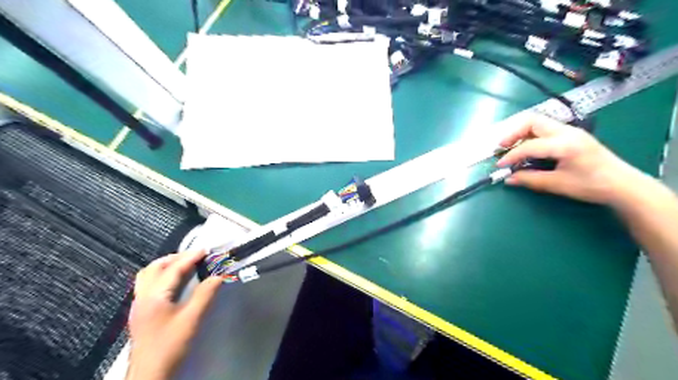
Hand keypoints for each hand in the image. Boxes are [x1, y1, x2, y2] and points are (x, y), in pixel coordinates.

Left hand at [124, 252, 223, 378]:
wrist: (149, 375)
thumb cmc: (170, 345)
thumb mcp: (192, 319)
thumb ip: (205, 294)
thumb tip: (218, 276)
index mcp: (153, 296)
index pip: (173, 269)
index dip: (190, 257)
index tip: (206, 249)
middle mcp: (142, 296)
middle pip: (154, 268)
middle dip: (175, 258)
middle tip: (195, 256)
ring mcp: (139, 305)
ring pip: (148, 276)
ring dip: (166, 266)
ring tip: (184, 266)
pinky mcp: (141, 313)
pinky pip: (149, 285)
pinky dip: (162, 277)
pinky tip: (174, 284)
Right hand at [497, 115, 642, 206]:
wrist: (623, 184)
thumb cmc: (592, 185)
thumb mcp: (558, 184)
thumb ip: (530, 179)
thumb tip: (508, 179)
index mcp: (565, 144)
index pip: (529, 146)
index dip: (511, 156)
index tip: (499, 166)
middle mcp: (567, 132)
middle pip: (532, 121)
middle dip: (513, 133)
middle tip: (502, 147)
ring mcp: (571, 131)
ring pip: (538, 123)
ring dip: (521, 133)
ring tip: (512, 147)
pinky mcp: (572, 135)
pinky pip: (545, 129)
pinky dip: (531, 136)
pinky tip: (528, 149)